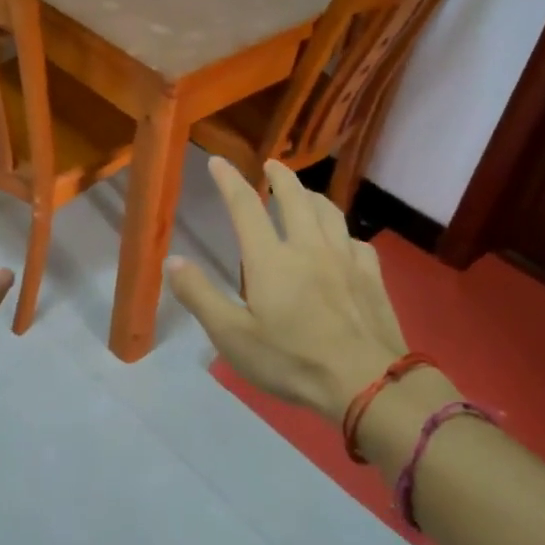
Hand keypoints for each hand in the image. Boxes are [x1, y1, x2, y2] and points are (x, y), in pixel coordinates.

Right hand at [167, 158, 407, 422]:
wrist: (366, 382)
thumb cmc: (291, 360)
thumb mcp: (232, 336)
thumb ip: (200, 296)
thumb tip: (173, 261)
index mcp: (270, 259)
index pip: (246, 207)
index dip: (229, 181)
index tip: (218, 161)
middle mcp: (309, 247)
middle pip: (295, 199)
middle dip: (280, 178)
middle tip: (271, 165)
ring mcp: (345, 260)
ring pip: (329, 212)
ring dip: (313, 195)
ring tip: (305, 193)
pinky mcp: (372, 277)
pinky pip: (356, 241)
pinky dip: (343, 232)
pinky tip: (343, 241)